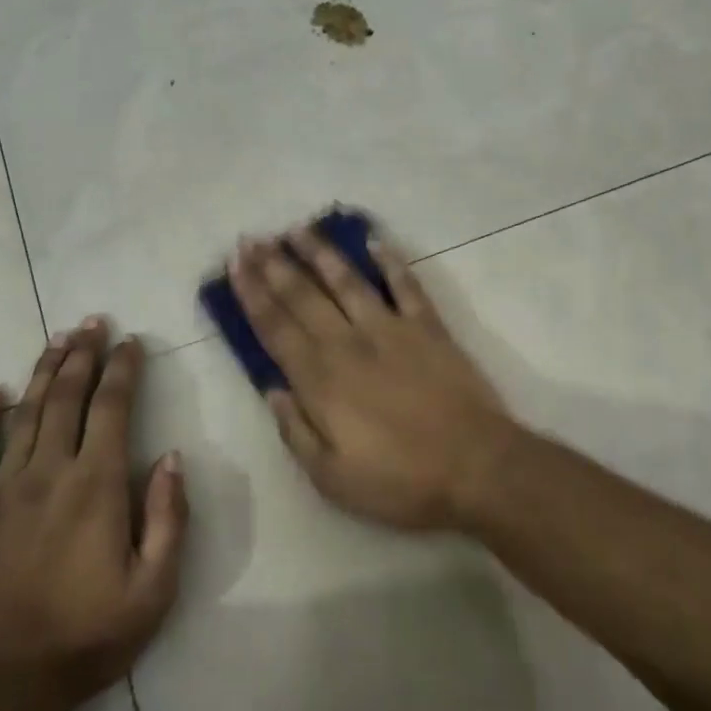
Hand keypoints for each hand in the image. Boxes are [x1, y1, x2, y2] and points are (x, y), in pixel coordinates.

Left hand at [0, 320, 188, 710]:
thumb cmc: (87, 637)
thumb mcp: (154, 589)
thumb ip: (167, 518)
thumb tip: (171, 459)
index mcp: (96, 486)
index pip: (112, 409)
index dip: (123, 370)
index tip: (131, 341)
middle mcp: (48, 473)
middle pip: (66, 398)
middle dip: (82, 355)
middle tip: (92, 322)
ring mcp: (2, 491)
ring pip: (24, 415)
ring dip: (42, 373)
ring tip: (56, 340)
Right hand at [230, 226, 513, 530]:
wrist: (476, 467)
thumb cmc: (400, 481)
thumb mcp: (332, 478)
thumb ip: (296, 431)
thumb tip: (271, 390)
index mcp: (321, 379)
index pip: (276, 327)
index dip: (252, 293)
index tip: (235, 264)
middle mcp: (349, 343)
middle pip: (303, 296)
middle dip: (274, 265)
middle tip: (252, 238)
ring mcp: (391, 329)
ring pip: (347, 280)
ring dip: (320, 252)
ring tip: (298, 229)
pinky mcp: (429, 327)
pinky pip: (406, 285)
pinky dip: (391, 261)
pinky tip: (375, 242)